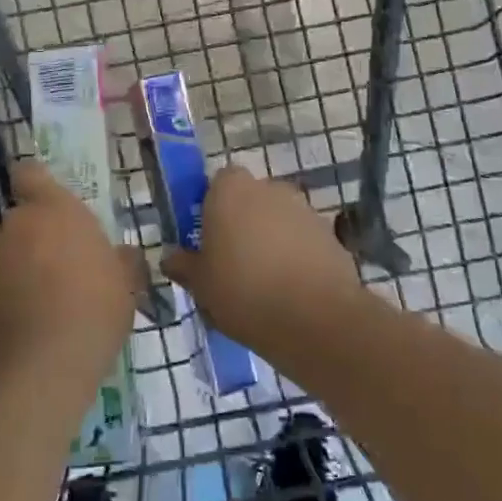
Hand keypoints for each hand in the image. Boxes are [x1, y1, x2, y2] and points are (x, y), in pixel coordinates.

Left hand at [0, 161, 136, 396]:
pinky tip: (31, 326)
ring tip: (49, 305)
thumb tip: (123, 254)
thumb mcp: (126, 284)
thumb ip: (122, 261)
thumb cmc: (94, 309)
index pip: (31, 175)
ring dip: (24, 269)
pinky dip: (9, 298)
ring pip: (9, 254)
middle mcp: (16, 225)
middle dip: (39, 238)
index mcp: (55, 210)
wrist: (38, 367)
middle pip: (24, 221)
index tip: (50, 204)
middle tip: (66, 268)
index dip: (37, 185)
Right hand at [161, 165, 363, 358]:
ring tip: (264, 281)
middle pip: (251, 198)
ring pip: (279, 218)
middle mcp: (269, 188)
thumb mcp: (200, 285)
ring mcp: (304, 209)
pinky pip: (303, 239)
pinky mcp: (330, 234)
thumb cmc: (243, 291)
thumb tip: (171, 258)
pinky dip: (297, 255)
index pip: (219, 182)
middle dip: (244, 222)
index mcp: (231, 190)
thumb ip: (184, 265)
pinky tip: (291, 289)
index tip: (208, 237)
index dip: (213, 206)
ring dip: (272, 238)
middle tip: (233, 260)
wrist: (314, 318)